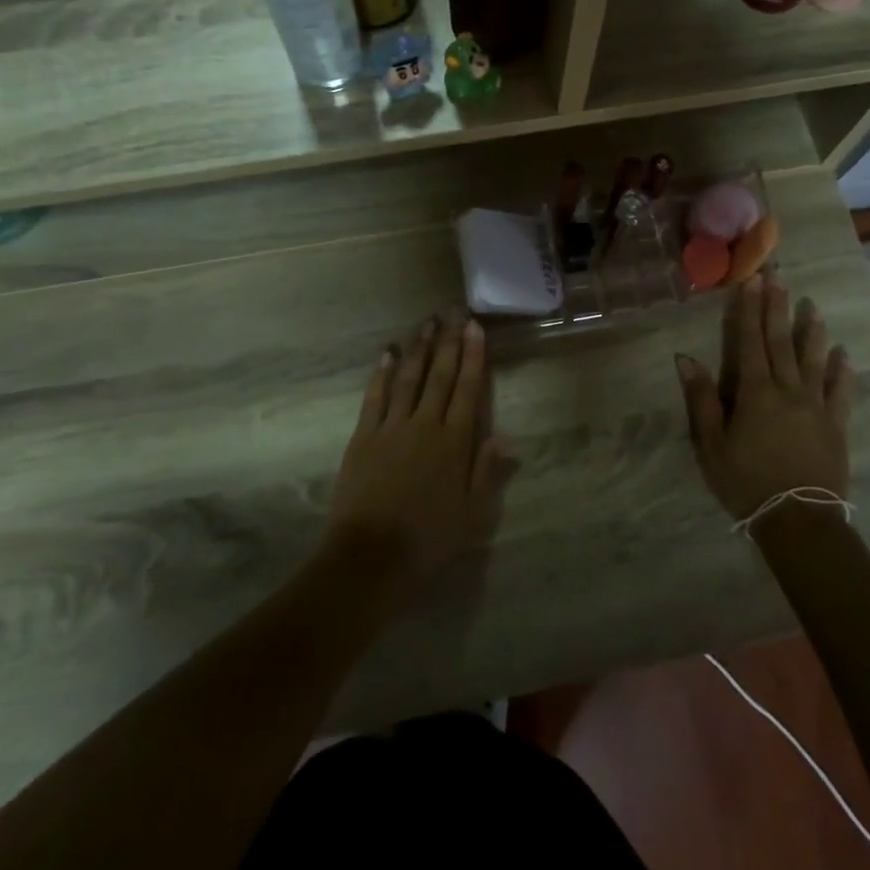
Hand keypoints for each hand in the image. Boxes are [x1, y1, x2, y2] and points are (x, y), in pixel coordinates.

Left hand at [327, 310, 511, 586]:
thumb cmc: (429, 540)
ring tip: (426, 323)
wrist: (371, 558)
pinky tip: (387, 353)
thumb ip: (487, 471)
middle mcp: (425, 425)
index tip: (475, 327)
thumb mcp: (472, 514)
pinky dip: (381, 373)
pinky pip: (375, 397)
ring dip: (418, 348)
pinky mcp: (363, 437)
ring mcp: (391, 428)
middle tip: (453, 311)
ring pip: (408, 378)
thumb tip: (505, 435)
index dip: (473, 356)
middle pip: (439, 375)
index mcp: (454, 442)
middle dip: (448, 341)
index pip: (468, 389)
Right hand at [674, 274, 851, 520]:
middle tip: (779, 279)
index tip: (751, 282)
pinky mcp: (836, 425)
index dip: (749, 310)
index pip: (750, 342)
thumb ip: (702, 399)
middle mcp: (788, 390)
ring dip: (812, 332)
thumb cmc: (747, 481)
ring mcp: (816, 406)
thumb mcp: (712, 445)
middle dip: (777, 309)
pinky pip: (840, 392)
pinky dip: (841, 371)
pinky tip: (843, 354)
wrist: (799, 520)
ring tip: (813, 307)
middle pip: (781, 342)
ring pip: (813, 360)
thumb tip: (685, 358)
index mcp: (755, 393)